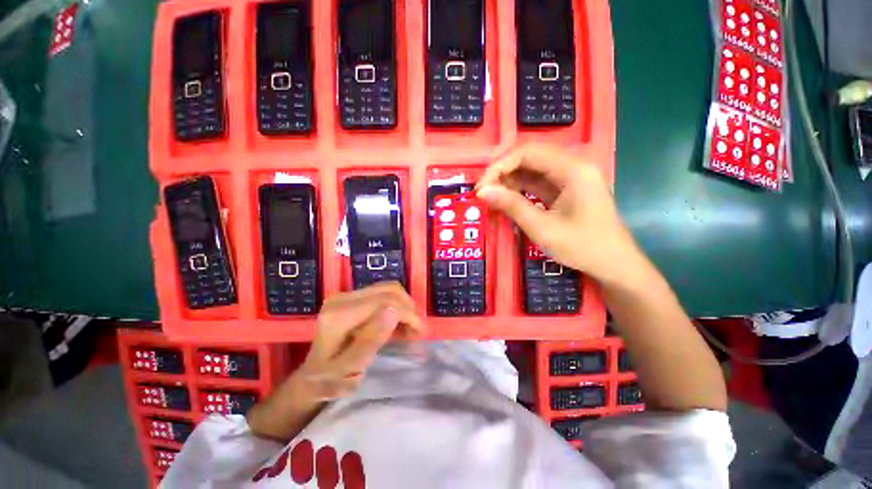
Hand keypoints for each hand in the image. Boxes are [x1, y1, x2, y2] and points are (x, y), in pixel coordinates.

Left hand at [248, 283, 423, 441]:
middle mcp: (341, 298)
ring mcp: (346, 295)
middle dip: (408, 308)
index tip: (420, 332)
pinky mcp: (351, 298)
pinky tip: (400, 323)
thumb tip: (395, 310)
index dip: (407, 313)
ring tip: (410, 328)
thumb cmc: (329, 381)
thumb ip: (371, 340)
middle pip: (388, 290)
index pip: (384, 302)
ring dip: (404, 306)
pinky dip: (396, 306)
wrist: (311, 377)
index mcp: (339, 315)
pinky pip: (382, 294)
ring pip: (387, 289)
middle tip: (417, 331)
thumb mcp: (350, 369)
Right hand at [476, 144, 640, 284]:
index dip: (500, 165)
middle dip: (503, 172)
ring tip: (491, 196)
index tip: (481, 186)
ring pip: (532, 169)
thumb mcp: (542, 228)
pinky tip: (506, 199)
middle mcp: (573, 166)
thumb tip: (482, 192)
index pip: (528, 152)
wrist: (613, 264)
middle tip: (483, 191)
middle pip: (530, 157)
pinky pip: (537, 182)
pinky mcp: (566, 189)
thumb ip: (512, 206)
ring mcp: (570, 177)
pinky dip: (519, 189)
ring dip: (509, 180)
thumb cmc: (582, 247)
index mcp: (573, 170)